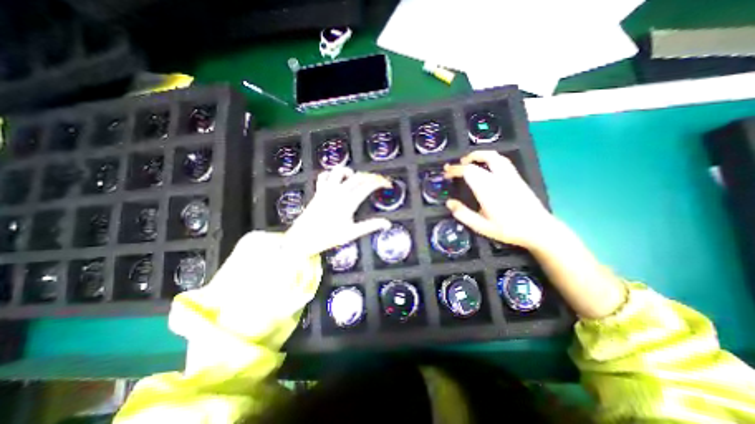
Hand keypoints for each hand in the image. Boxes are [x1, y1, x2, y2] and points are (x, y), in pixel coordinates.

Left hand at [281, 168, 388, 255]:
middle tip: (377, 180)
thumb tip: (386, 223)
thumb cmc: (328, 237)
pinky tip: (335, 180)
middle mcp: (338, 193)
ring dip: (350, 172)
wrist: (303, 238)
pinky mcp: (318, 191)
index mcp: (348, 202)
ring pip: (339, 171)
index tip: (387, 184)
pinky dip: (331, 175)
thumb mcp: (352, 233)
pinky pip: (323, 176)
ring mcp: (326, 190)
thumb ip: (370, 226)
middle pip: (357, 177)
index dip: (380, 183)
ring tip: (355, 178)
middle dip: (370, 176)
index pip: (368, 186)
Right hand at [443, 151, 556, 249]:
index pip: (468, 171)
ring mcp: (510, 176)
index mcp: (488, 189)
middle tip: (455, 166)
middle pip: (480, 160)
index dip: (455, 170)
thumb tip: (449, 203)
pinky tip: (486, 166)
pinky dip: (490, 158)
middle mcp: (499, 178)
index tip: (446, 173)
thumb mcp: (481, 227)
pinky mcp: (517, 178)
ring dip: (479, 155)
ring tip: (469, 161)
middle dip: (464, 161)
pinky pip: (502, 161)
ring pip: (494, 156)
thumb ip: (463, 214)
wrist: (539, 229)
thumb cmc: (508, 229)